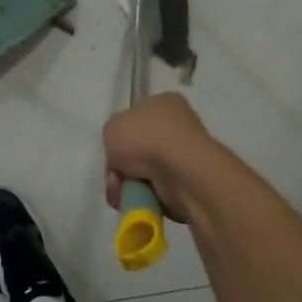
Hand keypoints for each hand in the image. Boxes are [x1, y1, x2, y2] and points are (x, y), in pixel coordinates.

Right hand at [103, 92, 217, 221]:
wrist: (180, 171)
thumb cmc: (146, 138)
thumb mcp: (113, 126)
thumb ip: (114, 135)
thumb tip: (123, 154)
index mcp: (165, 103)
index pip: (137, 117)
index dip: (121, 135)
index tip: (112, 150)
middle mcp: (178, 126)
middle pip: (138, 149)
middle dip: (122, 166)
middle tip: (115, 176)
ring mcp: (185, 155)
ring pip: (145, 172)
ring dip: (129, 184)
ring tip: (123, 191)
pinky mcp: (188, 181)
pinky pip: (157, 190)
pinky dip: (144, 196)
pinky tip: (138, 198)